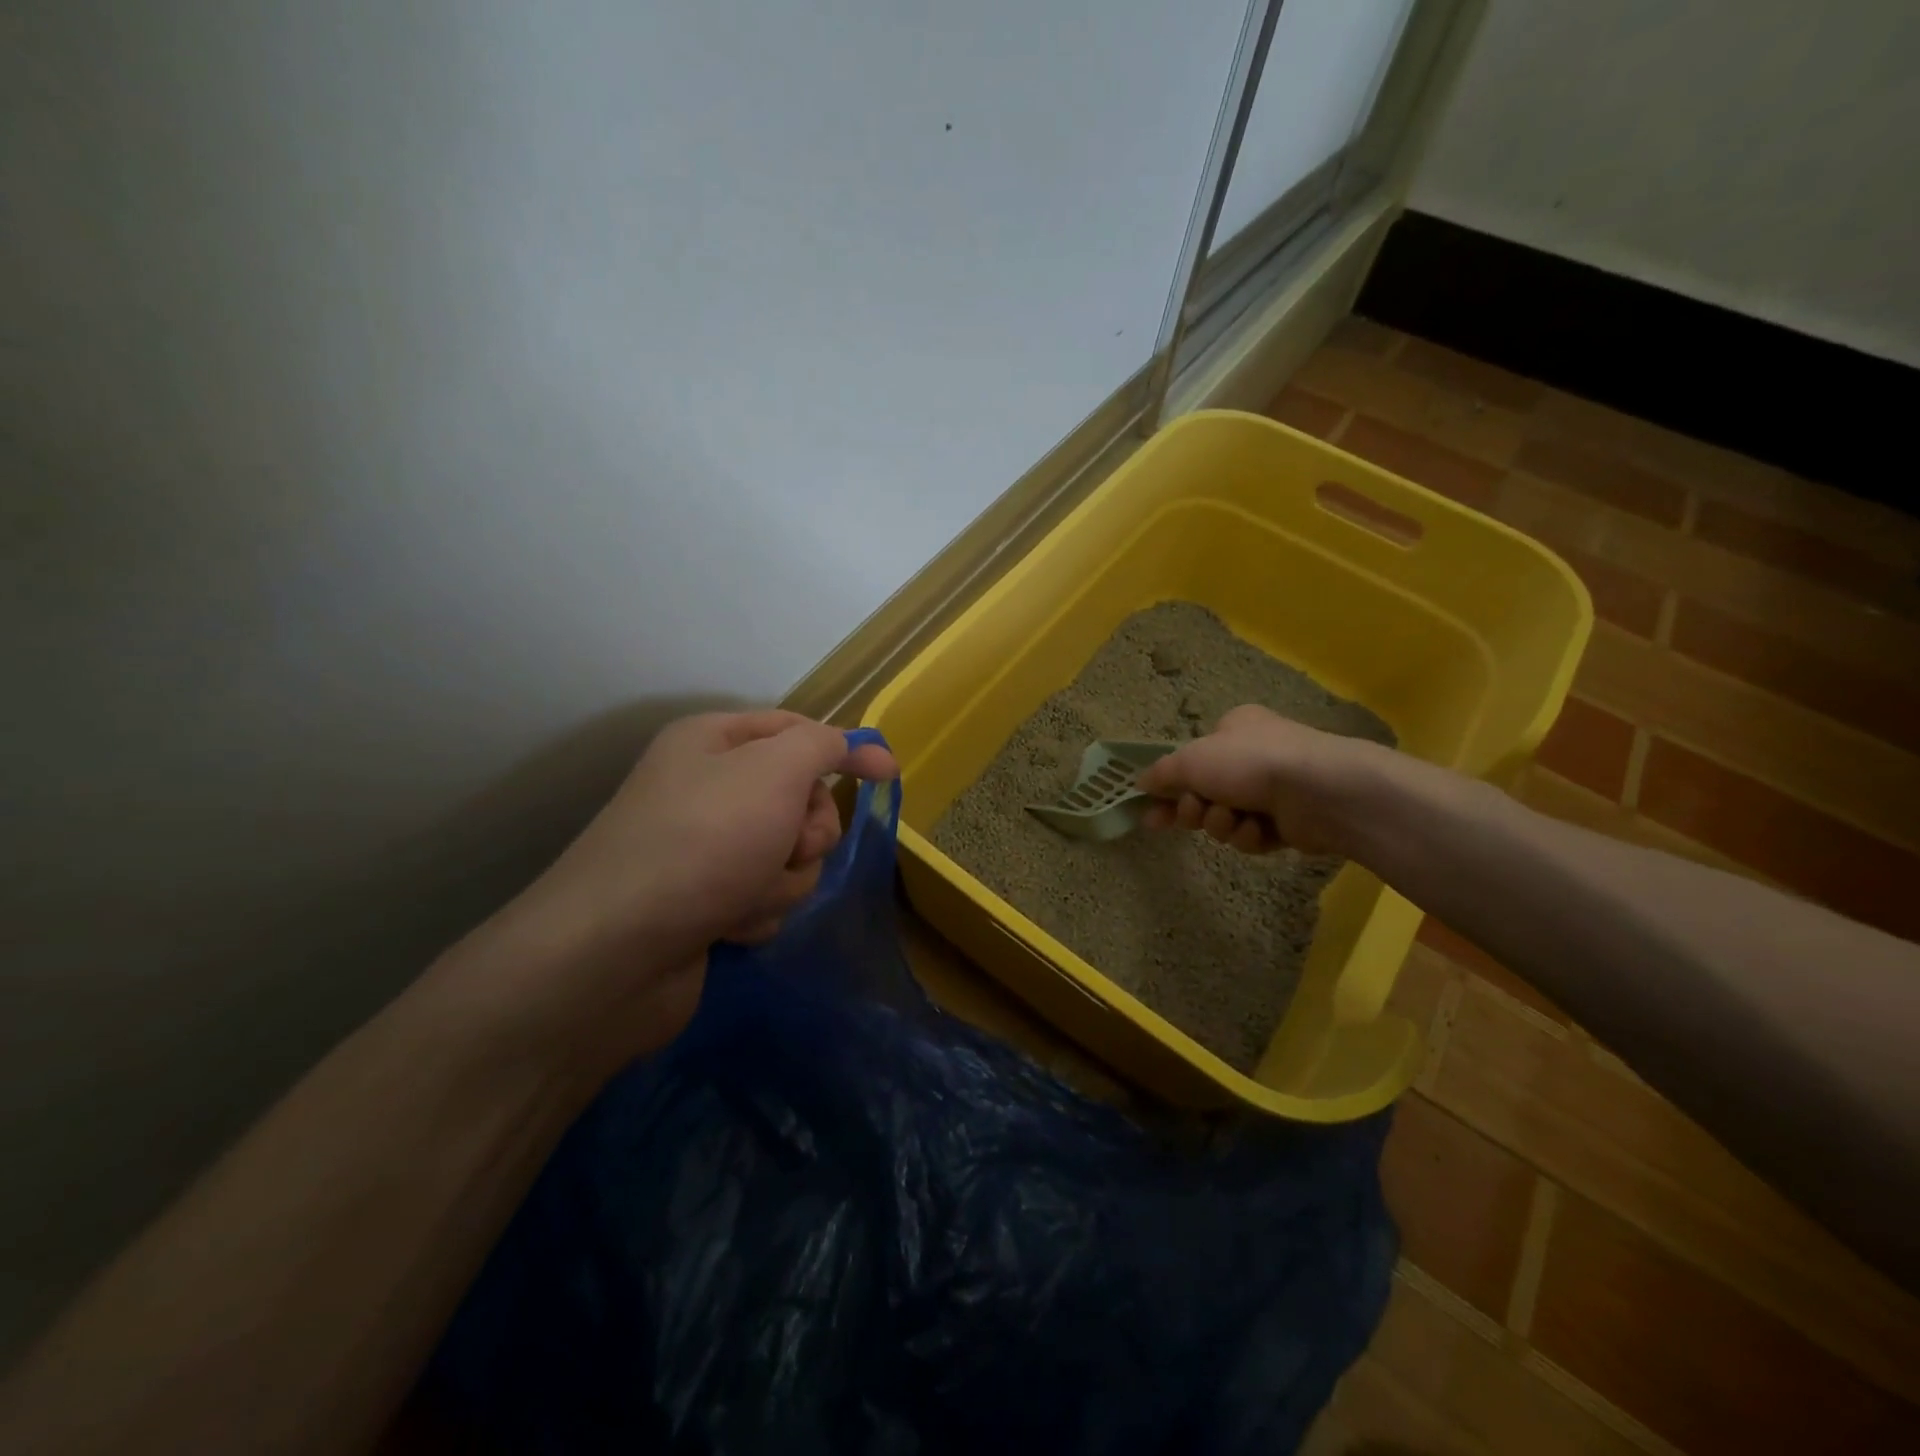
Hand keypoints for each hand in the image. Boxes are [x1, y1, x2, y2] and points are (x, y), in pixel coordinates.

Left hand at [454, 711, 896, 1063]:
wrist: (614, 952)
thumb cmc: (703, 842)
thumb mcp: (775, 771)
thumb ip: (824, 747)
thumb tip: (862, 747)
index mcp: (714, 741)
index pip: (797, 730)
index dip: (845, 750)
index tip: (888, 775)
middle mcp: (707, 788)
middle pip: (799, 798)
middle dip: (806, 830)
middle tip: (787, 845)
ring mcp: (705, 849)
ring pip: (789, 854)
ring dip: (782, 877)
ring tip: (745, 894)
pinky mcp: (705, 902)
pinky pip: (764, 895)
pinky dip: (758, 910)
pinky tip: (727, 925)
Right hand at [1135, 704, 1385, 856]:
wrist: (1319, 791)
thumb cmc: (1249, 763)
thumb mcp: (1191, 760)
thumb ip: (1161, 773)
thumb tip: (1139, 783)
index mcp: (1233, 730)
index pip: (1191, 759)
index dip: (1168, 787)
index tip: (1151, 812)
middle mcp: (1253, 756)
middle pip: (1205, 792)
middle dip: (1196, 809)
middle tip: (1195, 814)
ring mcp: (1274, 789)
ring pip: (1226, 817)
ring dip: (1222, 823)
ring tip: (1233, 819)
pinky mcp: (1290, 822)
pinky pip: (1252, 835)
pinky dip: (1250, 835)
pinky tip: (1259, 829)